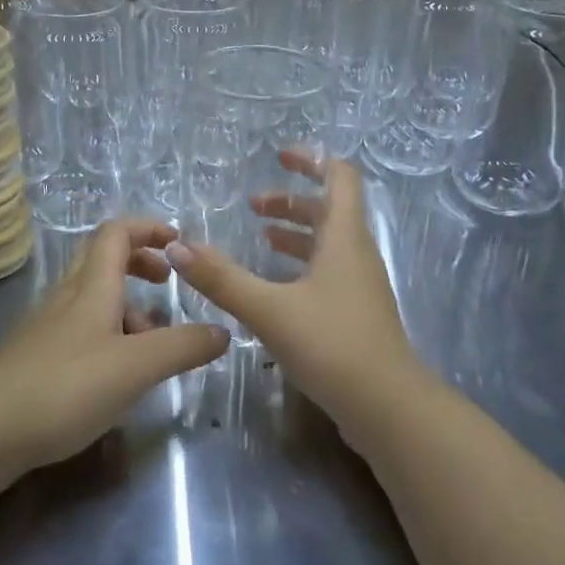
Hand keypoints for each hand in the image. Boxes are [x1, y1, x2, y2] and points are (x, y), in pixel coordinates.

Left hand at [0, 219, 226, 477]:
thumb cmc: (65, 388)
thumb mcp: (136, 367)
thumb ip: (183, 347)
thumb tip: (223, 331)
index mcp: (91, 287)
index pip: (117, 233)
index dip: (149, 228)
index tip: (179, 243)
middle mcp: (68, 296)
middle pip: (103, 258)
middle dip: (140, 263)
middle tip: (167, 285)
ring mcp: (48, 326)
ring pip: (93, 297)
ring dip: (127, 306)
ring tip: (152, 346)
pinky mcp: (37, 356)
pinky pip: (81, 328)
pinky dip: (108, 334)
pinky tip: (117, 375)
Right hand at [166, 153, 431, 446]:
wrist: (387, 408)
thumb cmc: (332, 345)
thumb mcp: (270, 309)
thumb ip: (222, 279)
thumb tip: (177, 247)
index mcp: (343, 238)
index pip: (339, 177)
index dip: (311, 160)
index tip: (278, 156)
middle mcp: (356, 253)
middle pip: (329, 210)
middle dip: (292, 201)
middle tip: (253, 206)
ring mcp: (360, 285)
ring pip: (328, 243)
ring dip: (296, 233)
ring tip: (260, 237)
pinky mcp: (357, 313)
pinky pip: (329, 272)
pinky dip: (302, 264)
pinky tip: (276, 286)